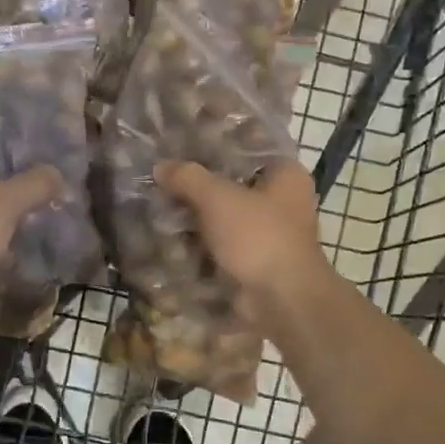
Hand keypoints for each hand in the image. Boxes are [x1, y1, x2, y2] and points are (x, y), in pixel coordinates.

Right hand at [155, 159, 334, 320]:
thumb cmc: (258, 236)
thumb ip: (188, 177)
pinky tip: (169, 238)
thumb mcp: (218, 198)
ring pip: (224, 216)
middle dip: (198, 186)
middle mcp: (282, 200)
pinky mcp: (254, 260)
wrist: (281, 300)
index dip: (214, 144)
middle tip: (162, 177)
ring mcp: (268, 233)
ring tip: (158, 207)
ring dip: (195, 217)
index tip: (181, 143)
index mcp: (285, 175)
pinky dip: (199, 244)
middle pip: (232, 183)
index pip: (247, 147)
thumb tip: (160, 166)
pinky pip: (221, 244)